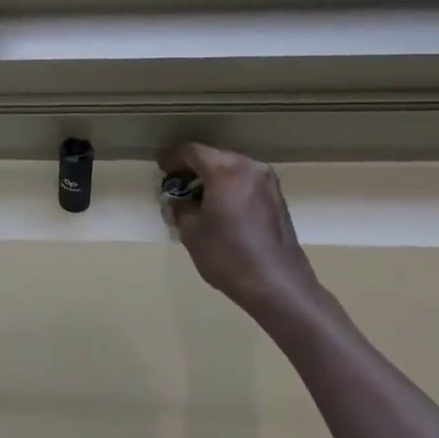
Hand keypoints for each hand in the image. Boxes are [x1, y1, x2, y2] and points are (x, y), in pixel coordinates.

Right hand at [159, 143, 323, 322]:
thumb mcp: (191, 232)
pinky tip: (218, 207)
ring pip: (231, 168)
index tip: (160, 167)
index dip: (172, 157)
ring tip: (195, 197)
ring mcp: (268, 183)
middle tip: (174, 184)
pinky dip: (228, 187)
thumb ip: (179, 209)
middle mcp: (250, 169)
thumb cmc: (228, 256)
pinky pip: (245, 181)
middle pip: (214, 157)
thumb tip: (176, 202)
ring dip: (211, 177)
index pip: (193, 152)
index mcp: (226, 172)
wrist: (278, 286)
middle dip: (192, 168)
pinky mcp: (277, 198)